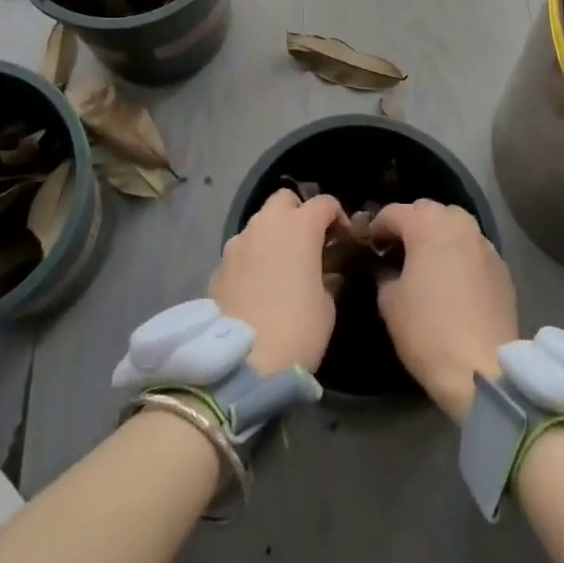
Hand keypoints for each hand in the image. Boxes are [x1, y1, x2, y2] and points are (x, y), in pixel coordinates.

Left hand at [210, 189, 347, 375]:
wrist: (241, 363)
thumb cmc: (297, 329)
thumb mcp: (327, 306)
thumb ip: (328, 278)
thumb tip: (325, 273)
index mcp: (300, 226)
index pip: (324, 203)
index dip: (338, 216)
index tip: (344, 239)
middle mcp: (266, 224)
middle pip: (284, 199)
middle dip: (299, 212)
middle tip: (309, 242)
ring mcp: (238, 242)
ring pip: (259, 222)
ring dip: (273, 234)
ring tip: (282, 264)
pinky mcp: (219, 264)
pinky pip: (242, 249)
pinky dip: (253, 256)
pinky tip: (259, 284)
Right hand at [371, 200, 518, 422]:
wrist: (482, 369)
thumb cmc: (427, 331)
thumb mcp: (389, 302)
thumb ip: (385, 274)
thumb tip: (389, 268)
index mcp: (427, 226)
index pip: (394, 212)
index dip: (377, 225)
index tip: (369, 243)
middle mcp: (458, 225)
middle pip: (428, 209)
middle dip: (410, 222)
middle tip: (398, 247)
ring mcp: (484, 244)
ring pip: (456, 223)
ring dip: (439, 233)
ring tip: (428, 258)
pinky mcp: (502, 267)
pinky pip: (474, 247)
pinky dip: (460, 252)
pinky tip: (454, 277)